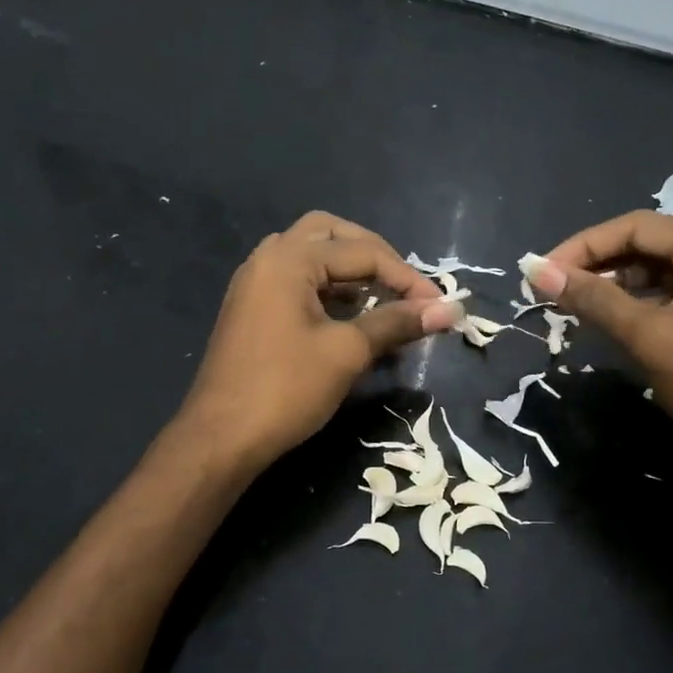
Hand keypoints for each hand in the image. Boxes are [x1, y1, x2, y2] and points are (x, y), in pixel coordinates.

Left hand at [177, 212, 461, 471]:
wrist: (221, 438)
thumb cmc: (286, 389)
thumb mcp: (347, 352)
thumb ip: (397, 323)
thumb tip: (451, 309)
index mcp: (289, 260)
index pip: (362, 252)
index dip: (407, 277)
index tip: (439, 306)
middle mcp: (268, 259)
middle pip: (330, 234)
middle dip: (373, 255)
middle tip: (403, 285)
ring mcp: (255, 284)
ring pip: (311, 256)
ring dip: (349, 270)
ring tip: (381, 299)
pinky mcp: (253, 310)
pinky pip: (297, 281)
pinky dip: (328, 289)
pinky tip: (350, 315)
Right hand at [528, 212, 672, 476]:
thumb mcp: (650, 339)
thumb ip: (594, 299)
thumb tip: (538, 271)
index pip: (636, 226)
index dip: (583, 245)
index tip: (542, 270)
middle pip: (648, 242)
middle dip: (598, 262)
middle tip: (554, 288)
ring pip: (659, 267)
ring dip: (616, 282)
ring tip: (576, 303)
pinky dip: (640, 299)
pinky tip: (613, 317)